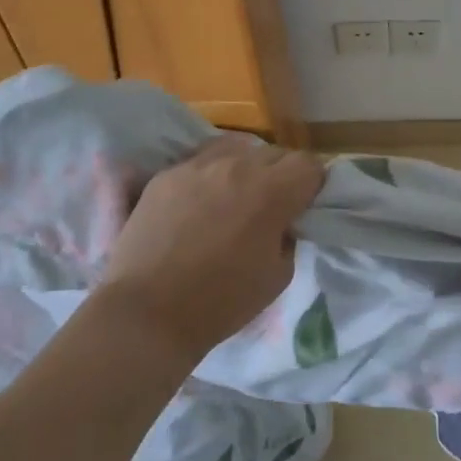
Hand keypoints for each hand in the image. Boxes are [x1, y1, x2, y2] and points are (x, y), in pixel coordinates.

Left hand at [95, 134, 324, 364]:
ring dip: (246, 167)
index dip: (312, 184)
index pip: (309, 164)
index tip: (304, 205)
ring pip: (237, 147)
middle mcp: (237, 166)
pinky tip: (201, 202)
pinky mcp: (167, 173)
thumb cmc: (220, 302)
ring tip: (235, 195)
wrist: (148, 313)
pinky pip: (201, 160)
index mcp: (271, 192)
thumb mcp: (278, 276)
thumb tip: (283, 220)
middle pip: (275, 152)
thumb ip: (288, 235)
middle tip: (271, 205)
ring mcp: (197, 165)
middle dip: (281, 175)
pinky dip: (211, 174)